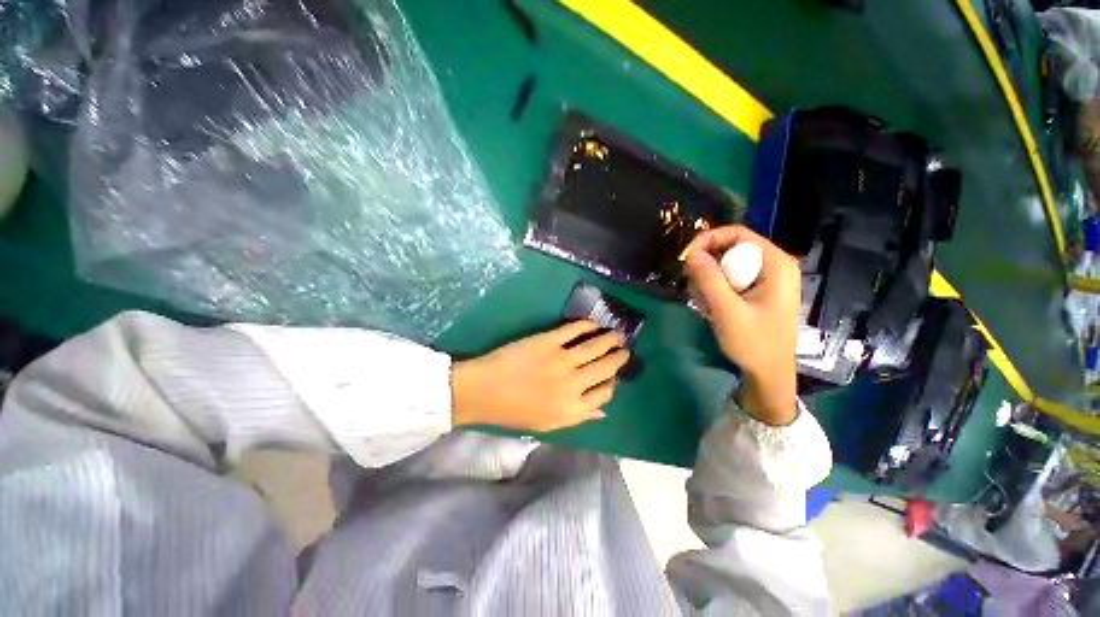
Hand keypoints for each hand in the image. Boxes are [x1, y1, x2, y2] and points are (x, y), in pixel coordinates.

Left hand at [451, 321, 629, 431]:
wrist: (483, 391)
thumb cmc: (513, 412)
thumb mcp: (547, 424)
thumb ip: (579, 417)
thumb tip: (603, 411)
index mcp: (573, 408)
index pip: (605, 393)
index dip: (613, 383)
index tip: (614, 376)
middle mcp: (573, 384)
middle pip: (605, 368)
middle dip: (619, 358)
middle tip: (625, 349)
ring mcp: (561, 360)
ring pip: (595, 347)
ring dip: (609, 339)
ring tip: (617, 334)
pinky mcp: (548, 341)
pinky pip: (573, 330)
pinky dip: (587, 325)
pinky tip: (593, 324)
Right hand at [683, 225, 800, 425]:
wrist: (768, 374)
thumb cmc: (754, 344)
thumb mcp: (727, 311)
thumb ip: (709, 279)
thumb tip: (691, 253)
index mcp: (776, 264)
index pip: (737, 234)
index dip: (708, 240)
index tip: (686, 258)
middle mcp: (774, 265)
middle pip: (730, 249)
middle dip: (707, 268)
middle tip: (695, 290)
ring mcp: (766, 279)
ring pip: (726, 265)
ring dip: (709, 282)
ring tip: (706, 306)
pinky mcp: (758, 291)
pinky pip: (729, 280)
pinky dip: (715, 291)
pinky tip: (713, 310)